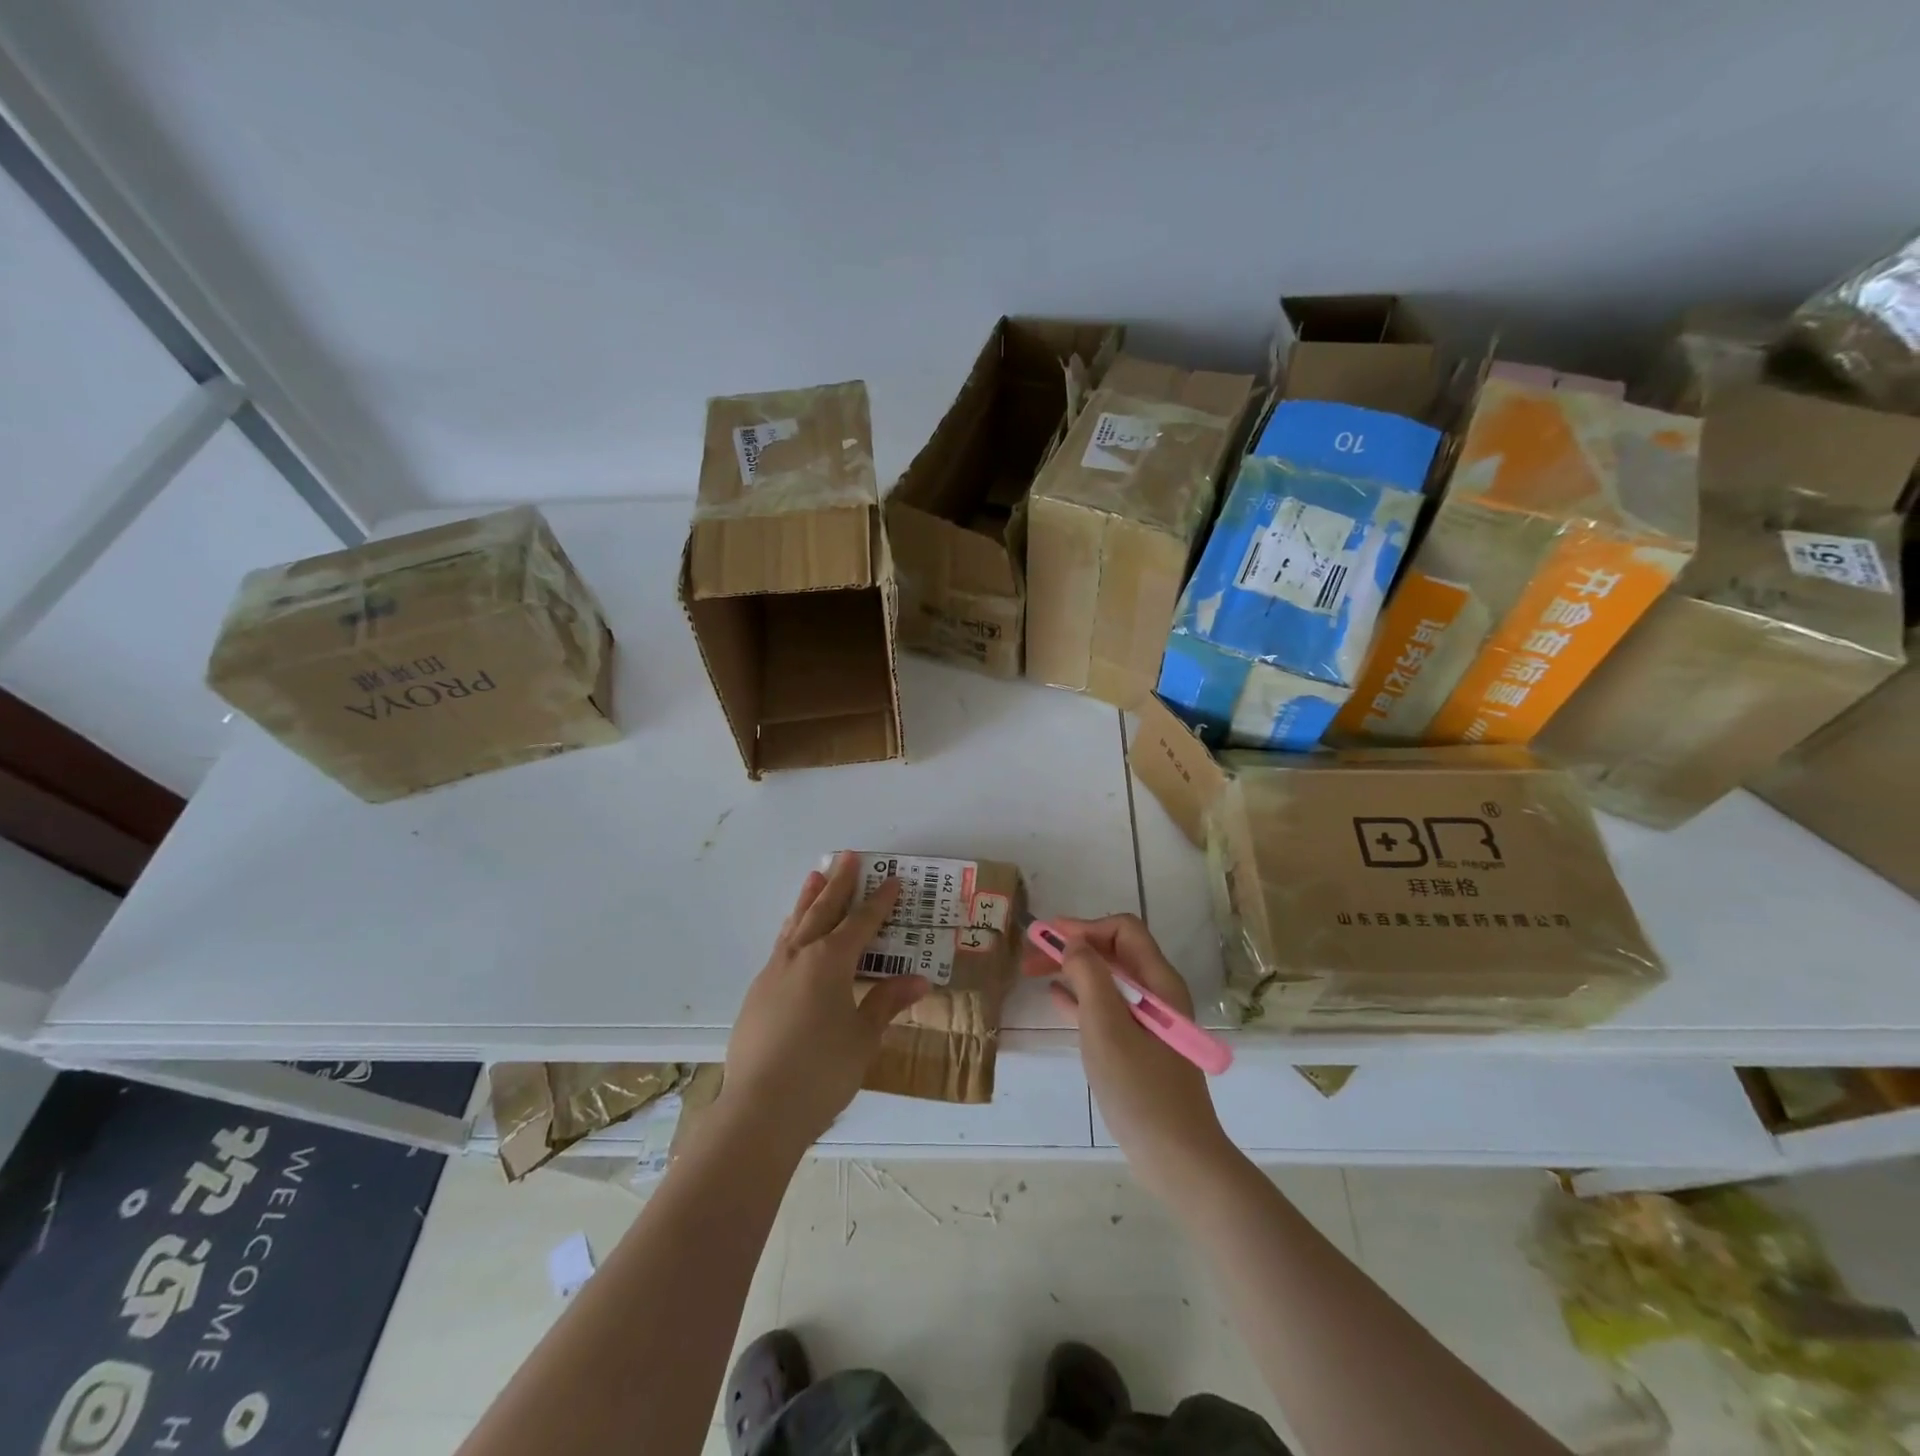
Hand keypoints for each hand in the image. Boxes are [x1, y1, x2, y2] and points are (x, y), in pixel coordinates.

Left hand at [720, 854, 929, 1153]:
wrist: (759, 1110)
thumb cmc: (822, 1071)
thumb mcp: (864, 1037)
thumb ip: (887, 1002)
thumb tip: (919, 980)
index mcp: (830, 961)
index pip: (861, 923)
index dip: (879, 902)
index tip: (893, 880)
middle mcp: (800, 957)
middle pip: (822, 910)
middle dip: (838, 884)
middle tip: (846, 856)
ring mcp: (773, 973)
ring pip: (795, 924)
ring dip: (808, 899)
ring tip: (814, 876)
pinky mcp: (757, 993)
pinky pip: (780, 946)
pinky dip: (792, 929)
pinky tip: (793, 934)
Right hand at [1024, 913, 1232, 1199]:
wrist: (1176, 1156)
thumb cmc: (1140, 1087)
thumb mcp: (1106, 1025)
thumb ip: (1089, 976)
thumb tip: (1073, 942)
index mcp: (1158, 981)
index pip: (1122, 930)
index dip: (1084, 927)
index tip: (1047, 938)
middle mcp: (1157, 993)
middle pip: (1113, 951)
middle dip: (1073, 947)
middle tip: (1031, 956)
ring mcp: (1149, 1021)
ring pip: (1107, 979)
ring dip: (1072, 970)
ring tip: (1034, 973)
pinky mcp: (1140, 1046)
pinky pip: (1107, 1007)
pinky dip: (1080, 997)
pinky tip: (1056, 999)